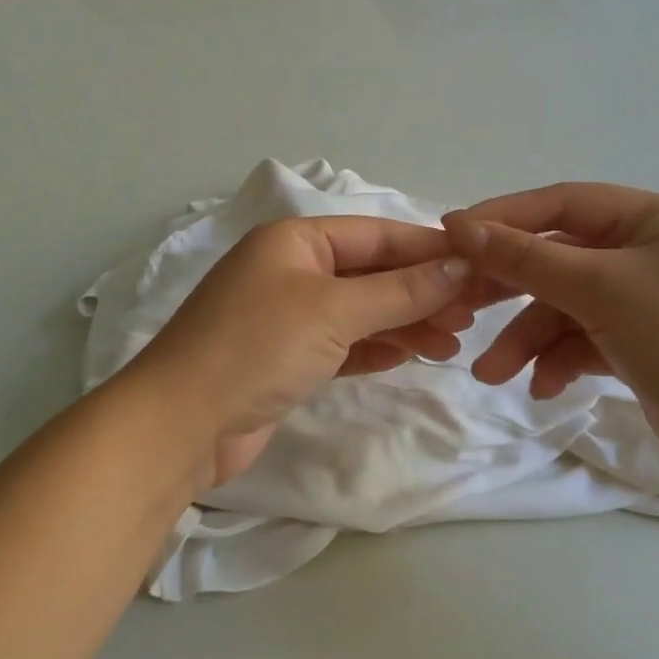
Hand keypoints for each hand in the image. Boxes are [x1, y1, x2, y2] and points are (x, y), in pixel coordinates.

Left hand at [125, 216, 470, 487]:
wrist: (181, 423)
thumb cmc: (257, 347)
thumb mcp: (333, 310)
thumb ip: (400, 290)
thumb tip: (459, 266)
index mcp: (294, 241)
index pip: (375, 235)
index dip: (426, 250)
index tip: (477, 266)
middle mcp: (289, 271)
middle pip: (370, 273)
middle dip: (420, 291)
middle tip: (470, 315)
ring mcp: (285, 317)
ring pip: (359, 311)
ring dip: (403, 323)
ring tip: (451, 343)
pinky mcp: (284, 360)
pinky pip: (342, 344)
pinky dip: (374, 348)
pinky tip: (407, 356)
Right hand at [439, 185, 658, 491]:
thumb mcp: (602, 290)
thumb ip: (527, 258)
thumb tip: (460, 226)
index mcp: (656, 219)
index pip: (563, 204)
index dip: (504, 217)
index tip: (450, 234)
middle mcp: (652, 253)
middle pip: (559, 258)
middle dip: (509, 288)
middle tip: (458, 307)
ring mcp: (649, 302)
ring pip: (567, 307)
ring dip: (528, 338)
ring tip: (491, 375)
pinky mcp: (645, 347)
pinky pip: (586, 340)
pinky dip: (560, 361)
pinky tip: (543, 388)